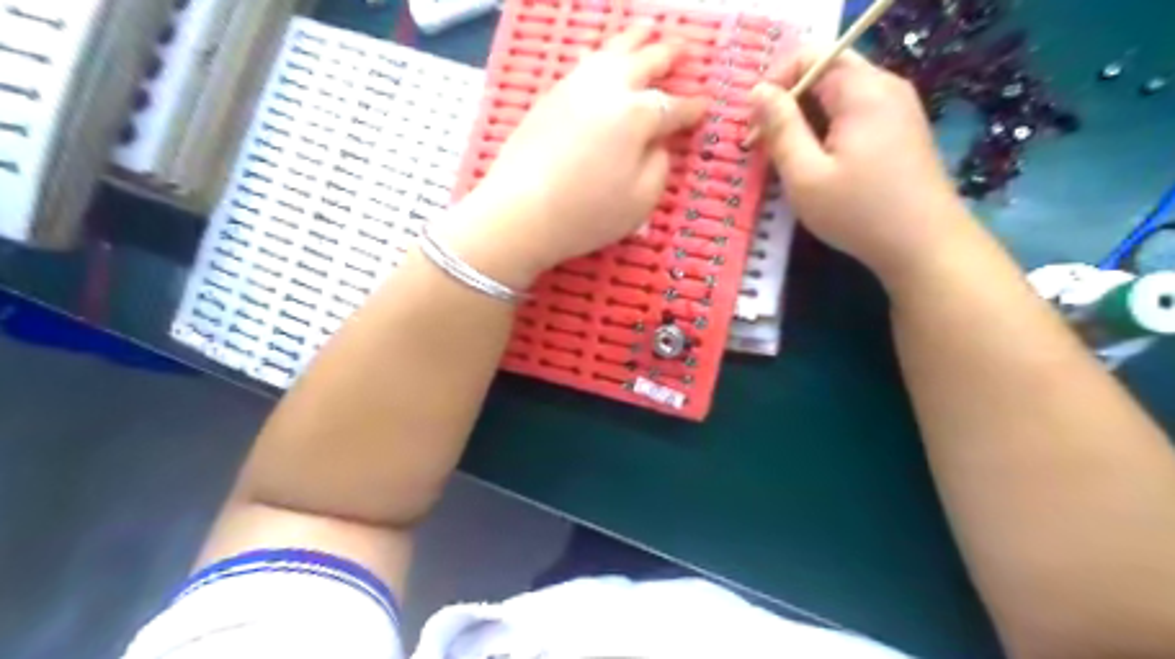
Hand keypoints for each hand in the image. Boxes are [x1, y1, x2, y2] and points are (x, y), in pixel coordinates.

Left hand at [444, 27, 700, 288]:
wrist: (520, 211)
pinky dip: (599, 54)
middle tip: (684, 48)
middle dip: (668, 55)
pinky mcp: (550, 96)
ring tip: (648, 30)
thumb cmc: (587, 213)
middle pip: (645, 62)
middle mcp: (609, 90)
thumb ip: (659, 166)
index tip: (705, 106)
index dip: (692, 108)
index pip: (674, 107)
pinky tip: (600, 55)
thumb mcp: (640, 201)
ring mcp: (575, 87)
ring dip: (634, 39)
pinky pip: (582, 63)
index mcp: (637, 115)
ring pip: (611, 52)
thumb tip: (657, 144)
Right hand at [752, 46, 973, 280]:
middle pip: (825, 73)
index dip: (774, 83)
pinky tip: (822, 166)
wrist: (925, 246)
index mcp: (862, 90)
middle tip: (767, 147)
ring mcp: (899, 107)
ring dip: (807, 120)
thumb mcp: (805, 175)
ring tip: (791, 161)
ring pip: (839, 96)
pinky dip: (829, 130)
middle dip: (789, 105)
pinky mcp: (903, 129)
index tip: (755, 126)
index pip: (809, 56)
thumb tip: (757, 91)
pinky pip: (856, 113)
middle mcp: (885, 86)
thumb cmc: (858, 212)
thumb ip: (780, 128)